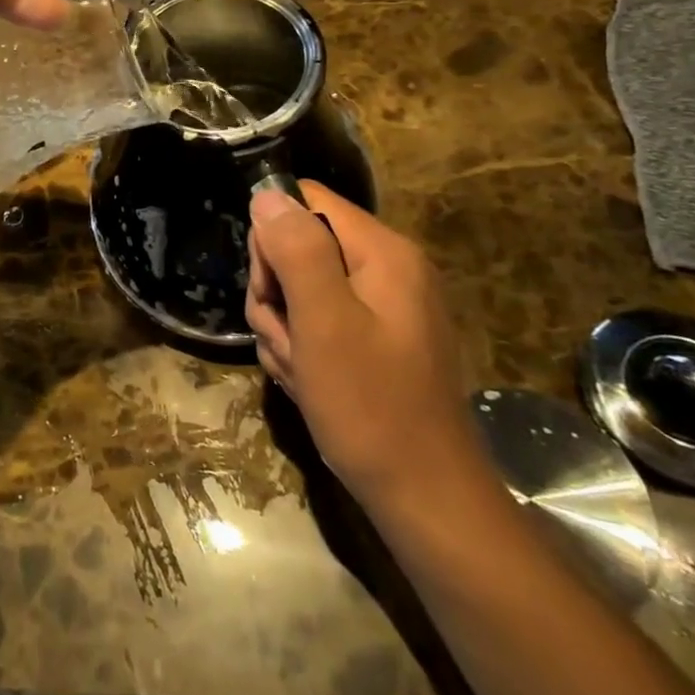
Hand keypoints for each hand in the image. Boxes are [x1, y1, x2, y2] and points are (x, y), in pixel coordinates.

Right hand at [245, 181, 479, 500]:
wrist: (426, 500)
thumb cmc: (371, 406)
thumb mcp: (324, 322)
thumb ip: (297, 249)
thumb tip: (268, 194)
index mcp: (382, 252)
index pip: (305, 202)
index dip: (274, 239)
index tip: (273, 290)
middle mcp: (386, 269)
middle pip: (299, 247)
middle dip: (276, 293)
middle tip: (286, 340)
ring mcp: (382, 307)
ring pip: (301, 290)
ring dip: (284, 329)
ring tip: (300, 371)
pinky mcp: (375, 340)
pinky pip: (319, 323)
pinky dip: (303, 350)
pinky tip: (309, 384)